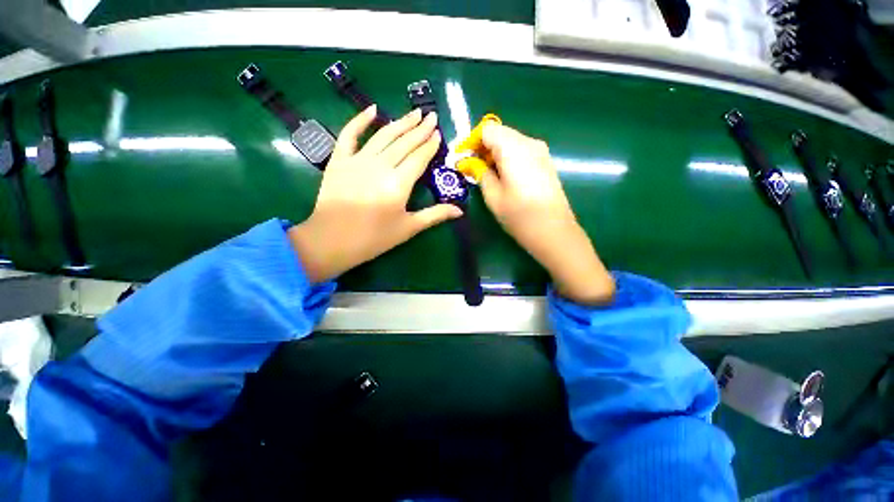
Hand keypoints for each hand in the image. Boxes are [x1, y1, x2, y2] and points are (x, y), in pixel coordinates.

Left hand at [288, 106, 461, 282]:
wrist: (332, 241)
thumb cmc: (374, 238)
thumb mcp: (408, 228)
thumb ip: (435, 215)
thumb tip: (460, 210)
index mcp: (399, 184)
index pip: (419, 158)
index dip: (430, 145)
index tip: (439, 133)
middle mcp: (381, 166)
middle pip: (404, 143)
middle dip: (420, 129)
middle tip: (431, 116)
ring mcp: (358, 160)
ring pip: (384, 136)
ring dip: (400, 122)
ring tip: (414, 112)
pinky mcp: (339, 160)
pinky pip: (349, 135)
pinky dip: (360, 120)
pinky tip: (373, 109)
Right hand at [478, 123, 614, 303]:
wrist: (554, 231)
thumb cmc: (519, 215)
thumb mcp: (493, 196)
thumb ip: (480, 173)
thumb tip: (472, 163)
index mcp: (513, 148)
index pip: (487, 130)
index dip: (472, 141)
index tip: (463, 158)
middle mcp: (529, 142)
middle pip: (500, 133)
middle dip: (483, 147)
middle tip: (473, 167)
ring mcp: (541, 151)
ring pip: (511, 141)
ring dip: (495, 153)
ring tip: (487, 174)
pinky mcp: (546, 161)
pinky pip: (522, 150)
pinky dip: (508, 157)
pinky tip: (504, 176)